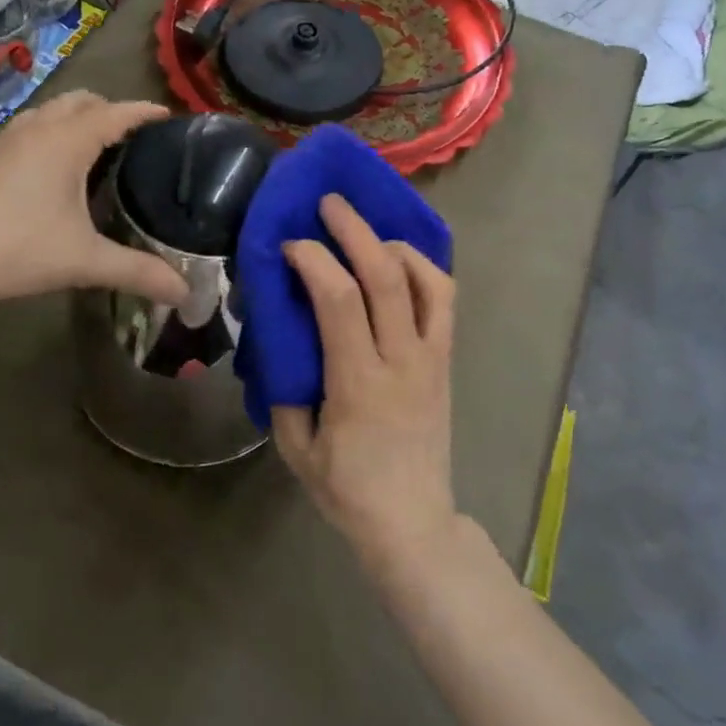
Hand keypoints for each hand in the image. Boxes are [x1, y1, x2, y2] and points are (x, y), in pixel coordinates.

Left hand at [0, 92, 188, 308]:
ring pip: (50, 113)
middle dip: (111, 111)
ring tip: (97, 152)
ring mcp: (4, 140)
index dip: (146, 113)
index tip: (170, 119)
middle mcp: (37, 128)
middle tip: (135, 141)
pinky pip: (28, 130)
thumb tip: (186, 293)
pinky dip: (51, 136)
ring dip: (77, 120)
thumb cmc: (12, 248)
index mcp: (67, 140)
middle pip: (82, 101)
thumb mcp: (83, 261)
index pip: (117, 112)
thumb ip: (138, 272)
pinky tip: (51, 174)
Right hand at [272, 194, 460, 577]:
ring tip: (365, 233)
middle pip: (385, 275)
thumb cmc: (347, 489)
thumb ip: (285, 389)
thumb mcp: (295, 447)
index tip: (289, 246)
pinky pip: (445, 301)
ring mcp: (432, 359)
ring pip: (426, 280)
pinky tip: (399, 262)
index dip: (313, 259)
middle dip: (354, 229)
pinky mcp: (447, 362)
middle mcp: (402, 361)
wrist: (412, 521)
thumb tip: (278, 338)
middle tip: (328, 203)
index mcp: (359, 383)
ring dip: (393, 244)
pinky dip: (424, 269)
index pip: (339, 299)